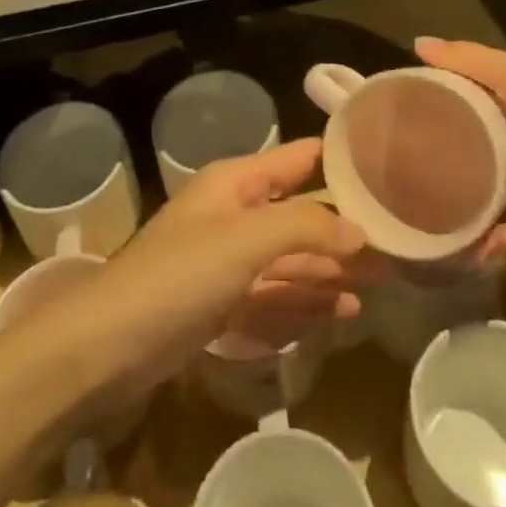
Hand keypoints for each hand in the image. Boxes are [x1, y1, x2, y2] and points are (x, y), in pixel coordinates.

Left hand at [71, 139, 370, 401]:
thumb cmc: (179, 275)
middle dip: (344, 231)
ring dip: (331, 271)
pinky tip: (341, 313)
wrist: (107, 346)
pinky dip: (305, 303)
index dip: (339, 161)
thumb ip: (305, 227)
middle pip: (300, 217)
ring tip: (379, 284)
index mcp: (235, 184)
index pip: (297, 159)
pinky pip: (274, 298)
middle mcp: (234, 216)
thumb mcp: (246, 240)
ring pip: (290, 261)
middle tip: (398, 246)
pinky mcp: (220, 306)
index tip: (388, 168)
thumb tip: (358, 230)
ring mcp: (226, 264)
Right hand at [414, 37, 505, 256]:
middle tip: (412, 194)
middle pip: (486, 151)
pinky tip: (489, 246)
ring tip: (444, 232)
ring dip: (482, 211)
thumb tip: (416, 41)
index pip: (471, 100)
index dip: (438, 113)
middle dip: (456, 172)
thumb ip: (473, 63)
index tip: (397, 131)